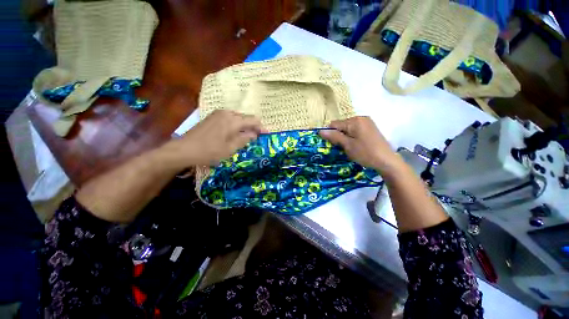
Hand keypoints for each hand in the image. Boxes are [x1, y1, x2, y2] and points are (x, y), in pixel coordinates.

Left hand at [172, 110, 264, 166]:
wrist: (183, 150)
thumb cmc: (209, 151)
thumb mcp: (231, 148)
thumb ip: (245, 139)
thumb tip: (255, 134)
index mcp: (233, 120)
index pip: (253, 120)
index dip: (262, 127)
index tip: (267, 134)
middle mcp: (227, 113)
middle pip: (245, 117)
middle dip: (253, 126)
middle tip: (257, 137)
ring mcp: (218, 114)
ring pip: (237, 117)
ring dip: (244, 126)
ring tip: (247, 137)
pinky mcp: (212, 117)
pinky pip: (229, 118)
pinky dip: (235, 125)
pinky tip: (234, 133)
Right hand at [319, 116, 400, 173]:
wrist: (387, 161)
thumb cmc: (366, 153)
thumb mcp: (348, 145)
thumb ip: (334, 136)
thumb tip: (321, 131)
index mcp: (355, 121)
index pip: (334, 124)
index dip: (330, 133)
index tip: (331, 144)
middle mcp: (361, 118)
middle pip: (342, 125)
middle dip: (338, 135)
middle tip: (341, 147)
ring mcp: (367, 123)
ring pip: (348, 128)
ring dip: (345, 136)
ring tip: (349, 147)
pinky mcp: (370, 128)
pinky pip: (356, 130)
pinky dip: (352, 137)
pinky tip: (356, 145)